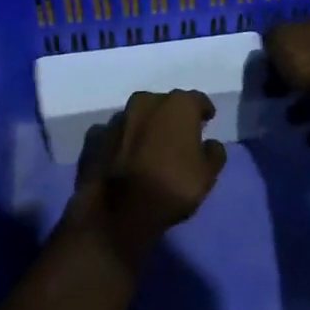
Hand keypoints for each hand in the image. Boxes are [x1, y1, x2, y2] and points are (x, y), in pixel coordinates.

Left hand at [69, 89, 226, 263]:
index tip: (207, 120)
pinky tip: (125, 156)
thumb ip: (214, 153)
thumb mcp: (207, 175)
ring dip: (145, 127)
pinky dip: (122, 141)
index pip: (197, 100)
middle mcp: (146, 101)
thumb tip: (210, 143)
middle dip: (172, 116)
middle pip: (164, 104)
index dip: (203, 111)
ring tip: (150, 148)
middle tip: (179, 136)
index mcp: (177, 105)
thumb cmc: (172, 186)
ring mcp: (117, 118)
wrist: (118, 210)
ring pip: (138, 117)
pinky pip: (115, 134)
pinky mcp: (95, 136)